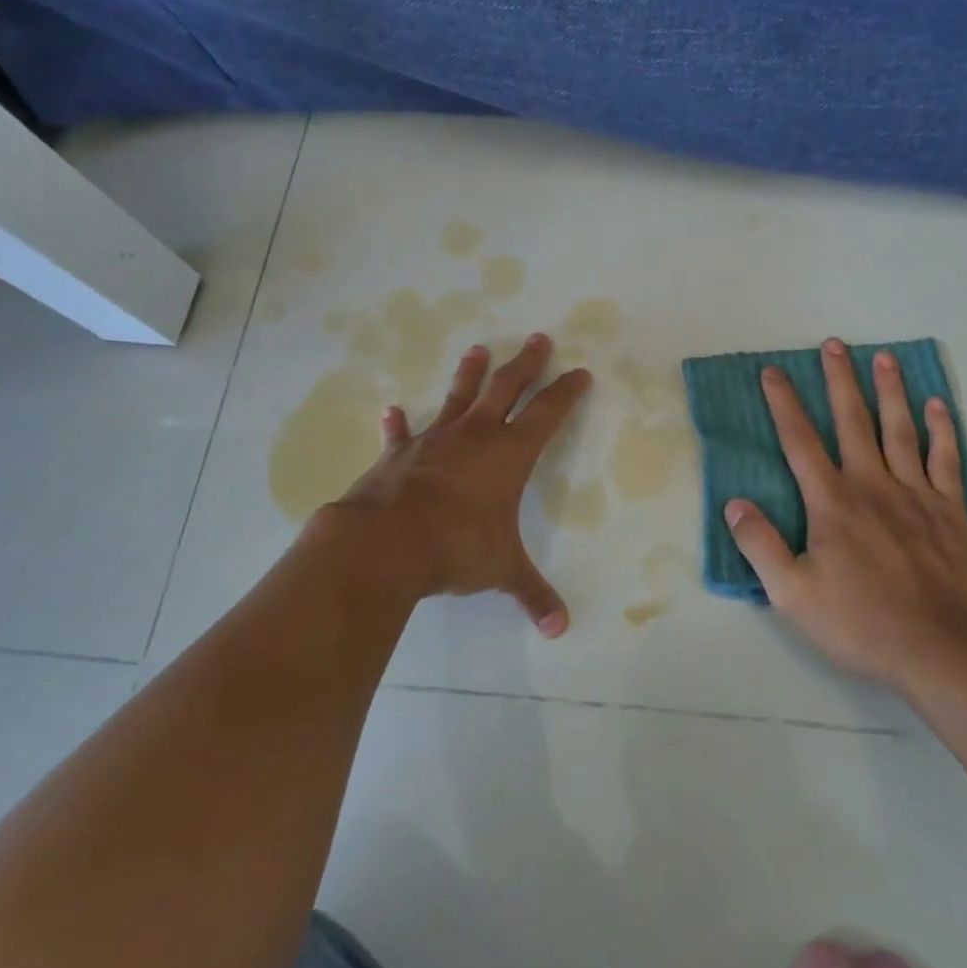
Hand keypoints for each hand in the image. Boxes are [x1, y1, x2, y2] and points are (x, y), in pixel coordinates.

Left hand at [328, 332, 590, 636]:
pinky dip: (396, 424)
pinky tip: (390, 410)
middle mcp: (475, 436)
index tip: (580, 372)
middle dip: (526, 364)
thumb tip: (560, 629)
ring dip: (470, 374)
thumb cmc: (456, 548)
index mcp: (509, 454)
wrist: (387, 543)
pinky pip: (400, 434)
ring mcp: (434, 440)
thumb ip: (531, 594)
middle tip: (538, 338)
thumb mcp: (501, 570)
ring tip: (478, 349)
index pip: (548, 414)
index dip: (566, 392)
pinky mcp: (399, 454)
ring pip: (457, 397)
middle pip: (507, 388)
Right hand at [723, 338, 966, 691]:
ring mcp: (916, 494)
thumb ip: (760, 545)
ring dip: (890, 390)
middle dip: (839, 380)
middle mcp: (872, 484)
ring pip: (900, 429)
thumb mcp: (793, 594)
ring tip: (883, 356)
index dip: (784, 403)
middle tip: (834, 344)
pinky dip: (941, 429)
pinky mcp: (951, 510)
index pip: (800, 441)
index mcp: (832, 502)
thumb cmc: (861, 623)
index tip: (773, 371)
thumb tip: (734, 504)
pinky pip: (946, 459)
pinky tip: (936, 405)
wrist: (942, 651)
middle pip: (852, 421)